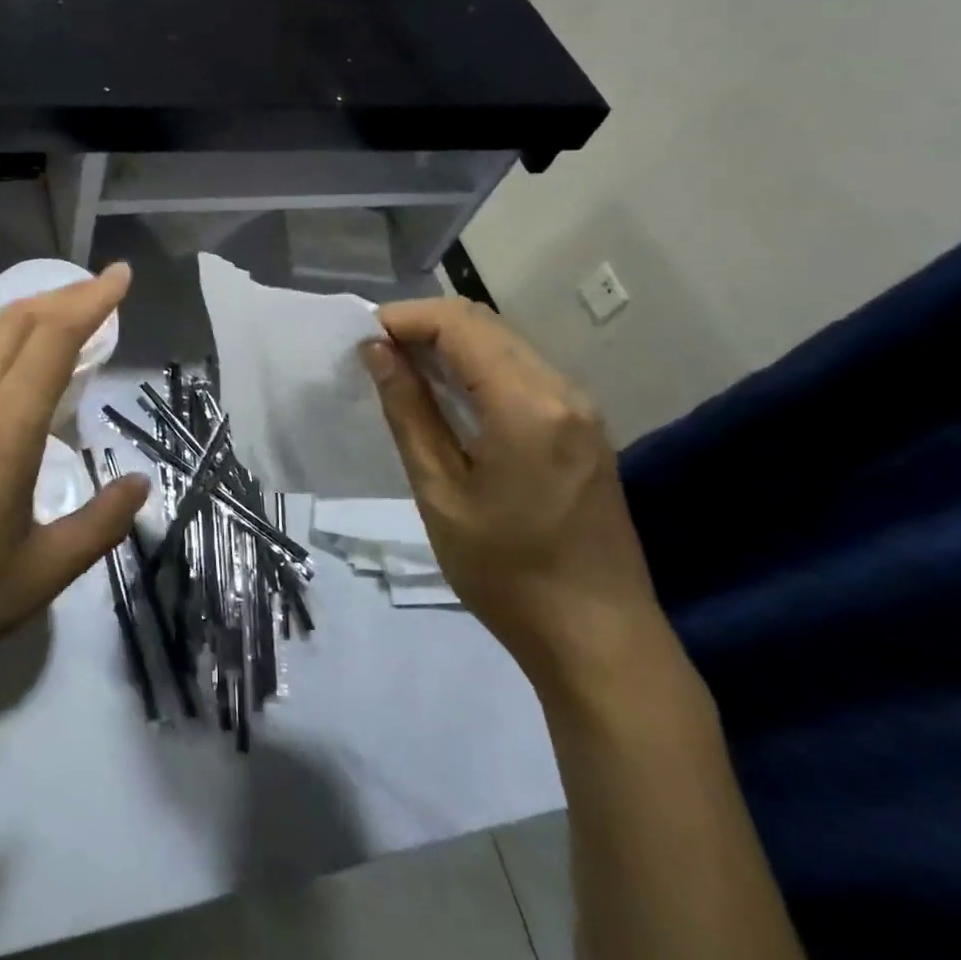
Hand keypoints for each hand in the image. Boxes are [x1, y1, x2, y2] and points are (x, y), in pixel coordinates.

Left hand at [0, 264, 149, 705]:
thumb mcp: (38, 577)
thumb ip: (98, 525)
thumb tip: (138, 484)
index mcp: (3, 432)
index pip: (53, 338)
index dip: (91, 299)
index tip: (121, 276)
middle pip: (14, 322)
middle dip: (62, 297)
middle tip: (97, 295)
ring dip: (16, 316)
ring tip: (45, 328)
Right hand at [361, 298, 663, 686]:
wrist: (599, 640)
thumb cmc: (507, 574)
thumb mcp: (441, 493)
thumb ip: (409, 412)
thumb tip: (376, 351)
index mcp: (528, 404)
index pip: (459, 324)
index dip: (404, 319)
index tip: (361, 340)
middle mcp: (562, 390)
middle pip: (484, 324)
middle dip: (423, 327)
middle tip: (374, 355)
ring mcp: (580, 408)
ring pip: (505, 344)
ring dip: (450, 345)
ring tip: (401, 372)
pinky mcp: (583, 427)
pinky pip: (522, 372)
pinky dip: (477, 368)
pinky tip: (448, 397)